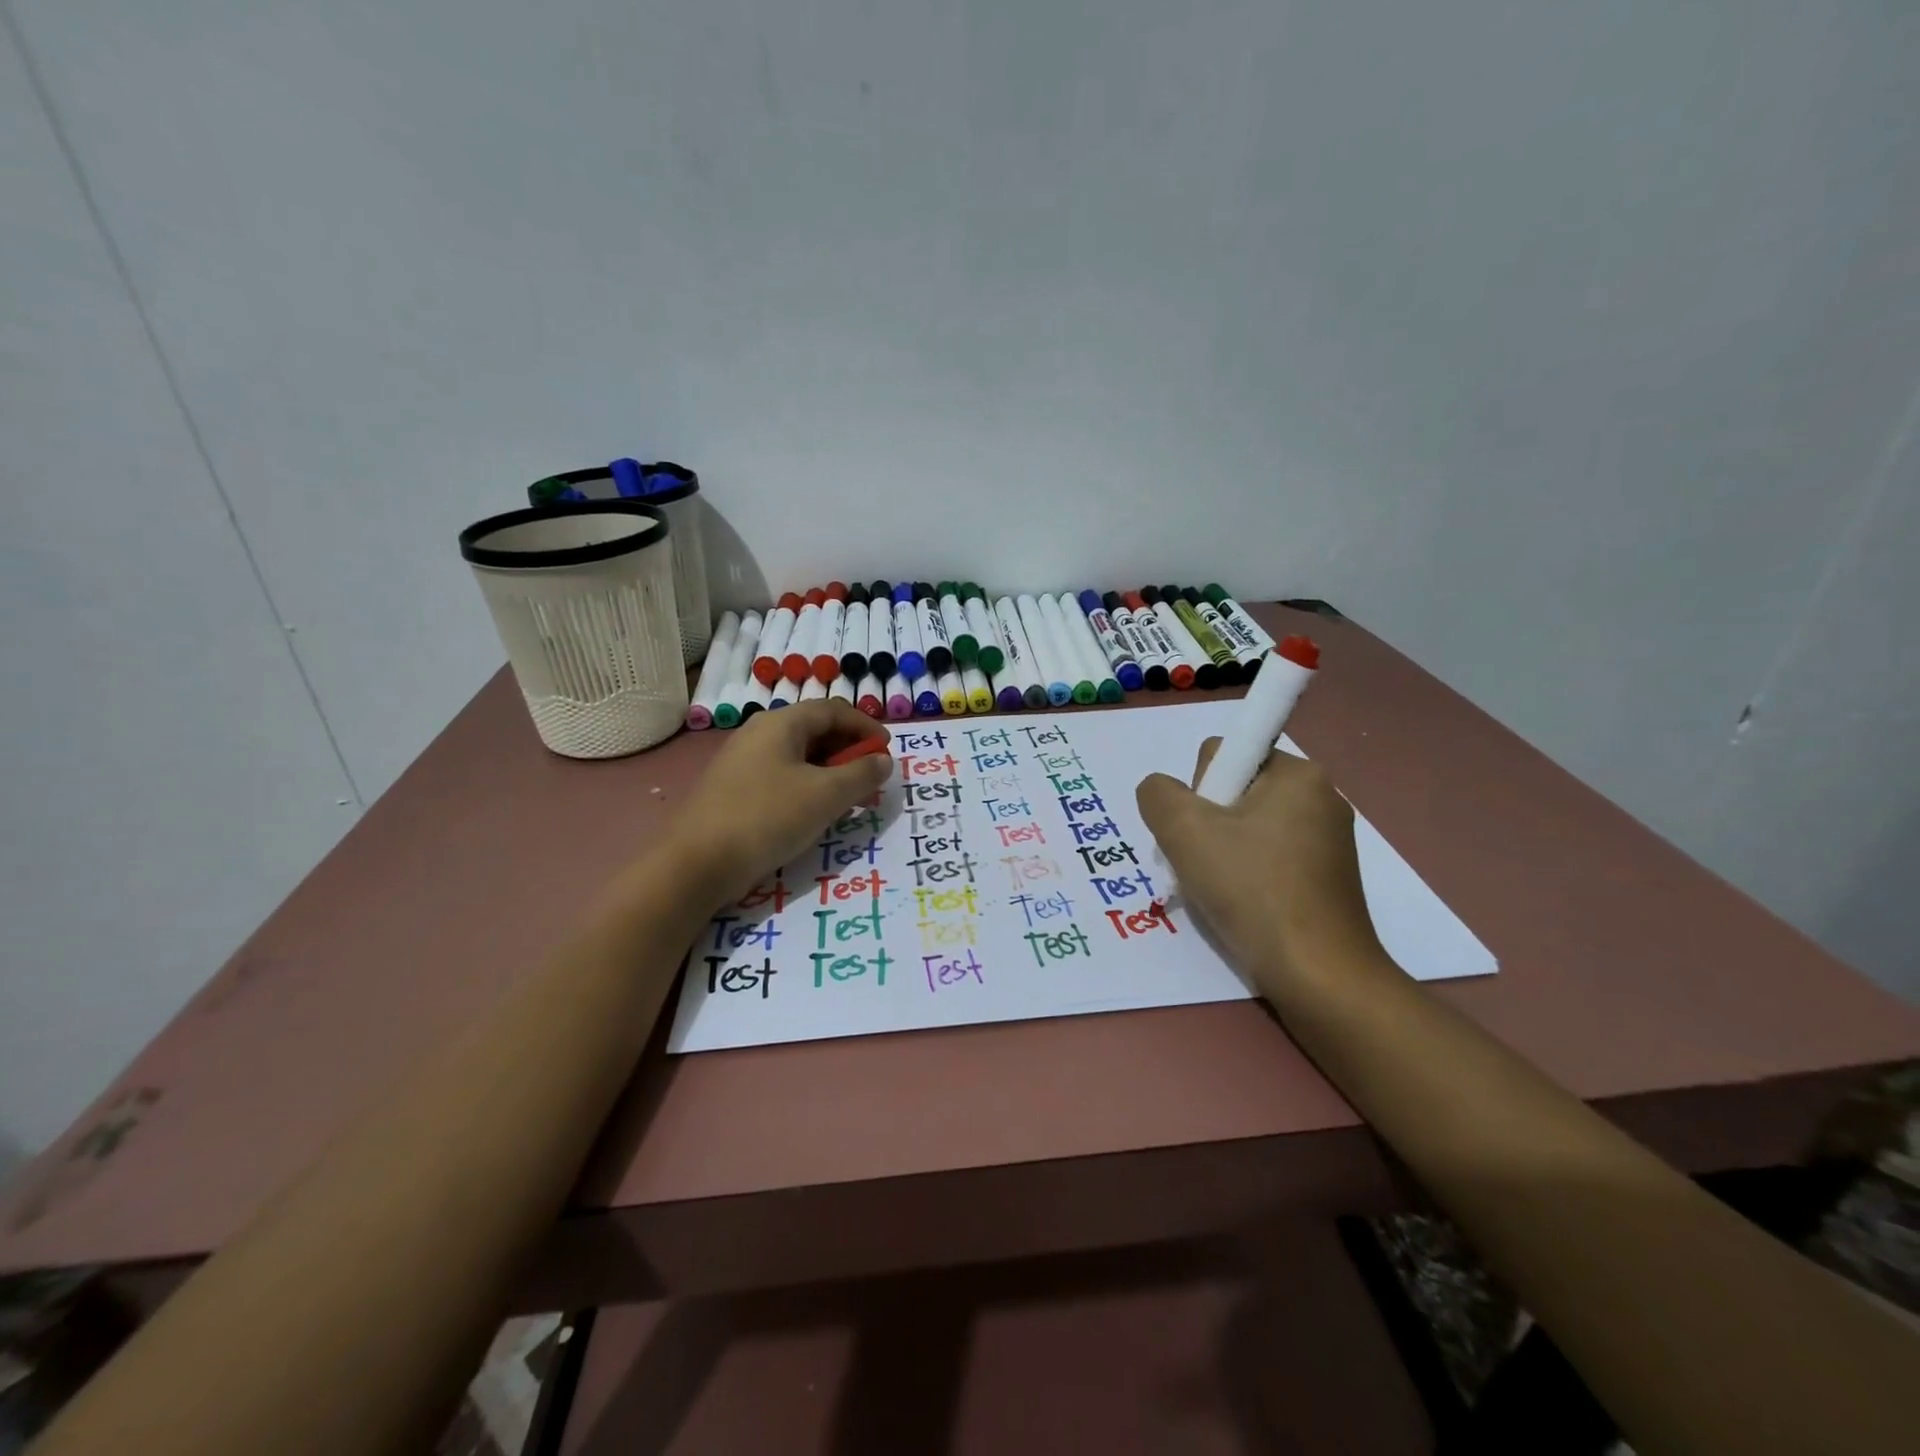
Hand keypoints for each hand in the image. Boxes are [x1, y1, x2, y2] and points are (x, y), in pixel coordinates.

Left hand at [670, 701, 892, 908]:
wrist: (696, 864)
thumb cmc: (767, 818)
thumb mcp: (825, 796)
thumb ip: (861, 774)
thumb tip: (882, 760)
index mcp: (781, 723)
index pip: (833, 710)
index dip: (865, 726)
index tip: (887, 751)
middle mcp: (759, 733)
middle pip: (814, 729)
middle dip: (848, 749)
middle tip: (870, 777)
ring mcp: (742, 761)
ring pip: (797, 755)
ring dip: (829, 770)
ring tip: (847, 797)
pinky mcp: (733, 788)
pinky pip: (781, 775)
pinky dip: (807, 785)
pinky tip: (813, 811)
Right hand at [1136, 739, 1387, 1002]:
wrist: (1318, 974)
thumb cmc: (1252, 889)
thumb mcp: (1184, 831)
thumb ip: (1158, 795)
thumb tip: (1161, 792)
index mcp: (1299, 774)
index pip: (1226, 755)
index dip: (1201, 790)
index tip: (1204, 833)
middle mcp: (1321, 797)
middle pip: (1236, 792)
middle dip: (1208, 824)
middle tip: (1205, 864)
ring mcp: (1330, 841)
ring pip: (1249, 828)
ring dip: (1223, 852)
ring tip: (1220, 890)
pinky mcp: (1329, 878)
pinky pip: (1270, 857)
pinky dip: (1248, 874)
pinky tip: (1241, 905)